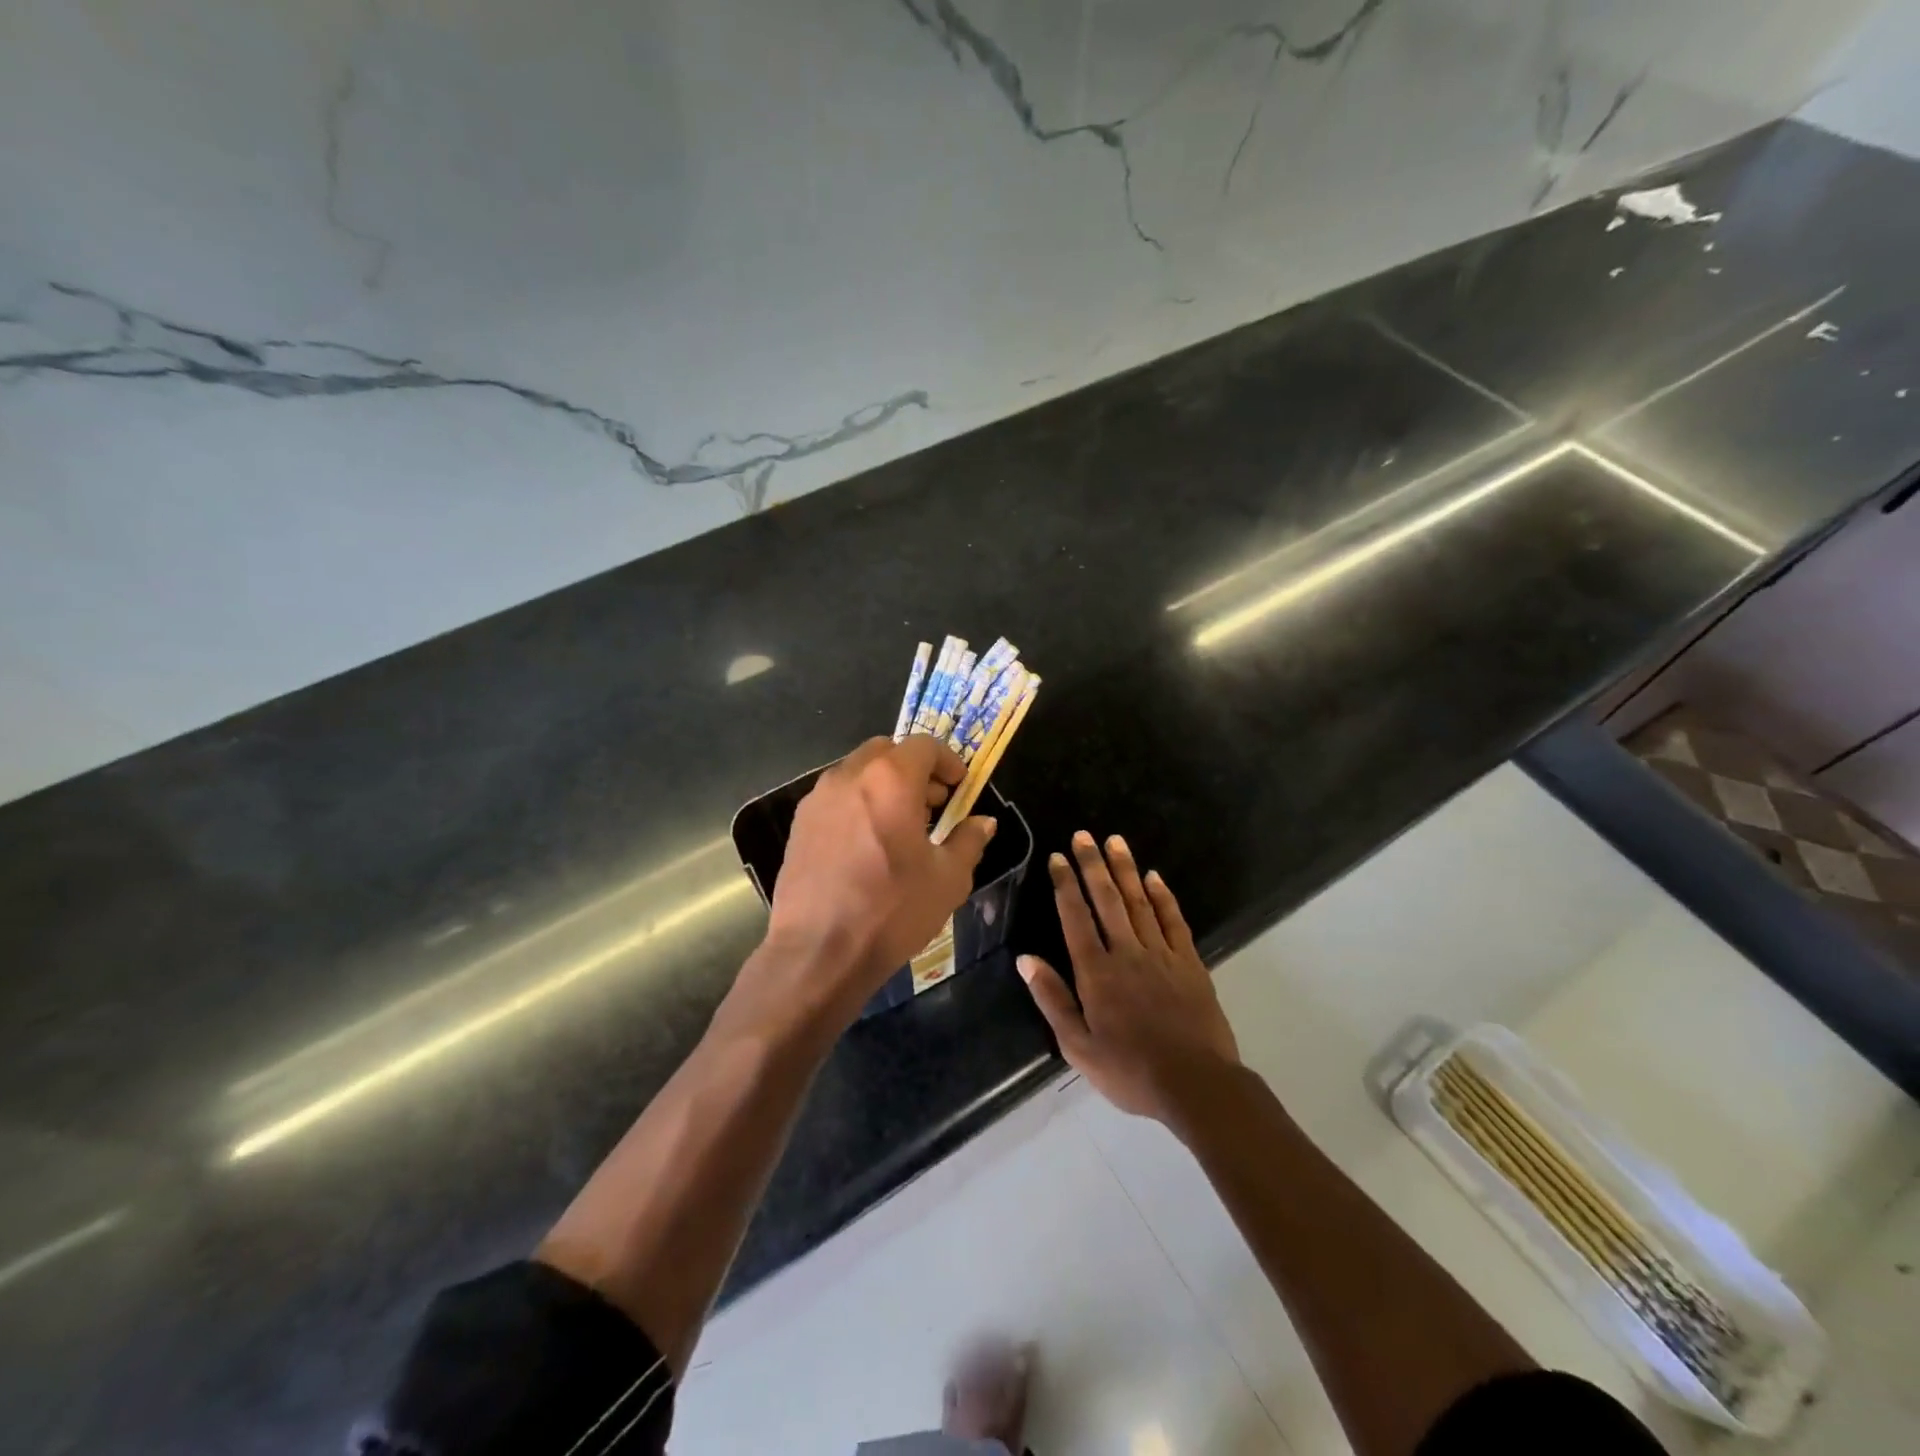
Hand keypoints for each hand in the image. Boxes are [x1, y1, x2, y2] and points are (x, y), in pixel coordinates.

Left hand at [760, 735, 996, 1023]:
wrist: (819, 951)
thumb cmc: (892, 910)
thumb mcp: (948, 879)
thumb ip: (968, 841)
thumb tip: (983, 822)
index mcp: (890, 779)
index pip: (924, 745)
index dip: (948, 761)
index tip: (960, 787)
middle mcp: (849, 776)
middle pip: (887, 751)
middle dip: (914, 769)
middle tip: (932, 804)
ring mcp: (818, 798)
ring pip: (858, 772)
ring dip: (884, 785)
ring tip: (900, 827)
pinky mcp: (799, 823)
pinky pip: (837, 797)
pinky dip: (859, 803)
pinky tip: (868, 845)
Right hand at [1018, 832, 1238, 1124]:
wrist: (1196, 1085)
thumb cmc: (1130, 1070)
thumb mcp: (1078, 1046)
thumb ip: (1052, 999)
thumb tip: (1025, 960)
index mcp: (1096, 972)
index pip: (1076, 918)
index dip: (1065, 885)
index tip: (1058, 858)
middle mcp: (1127, 953)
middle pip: (1107, 900)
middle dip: (1093, 865)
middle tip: (1083, 835)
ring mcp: (1162, 954)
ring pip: (1139, 902)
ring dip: (1125, 870)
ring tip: (1114, 841)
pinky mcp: (1189, 962)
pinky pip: (1173, 920)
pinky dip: (1163, 896)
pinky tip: (1154, 877)